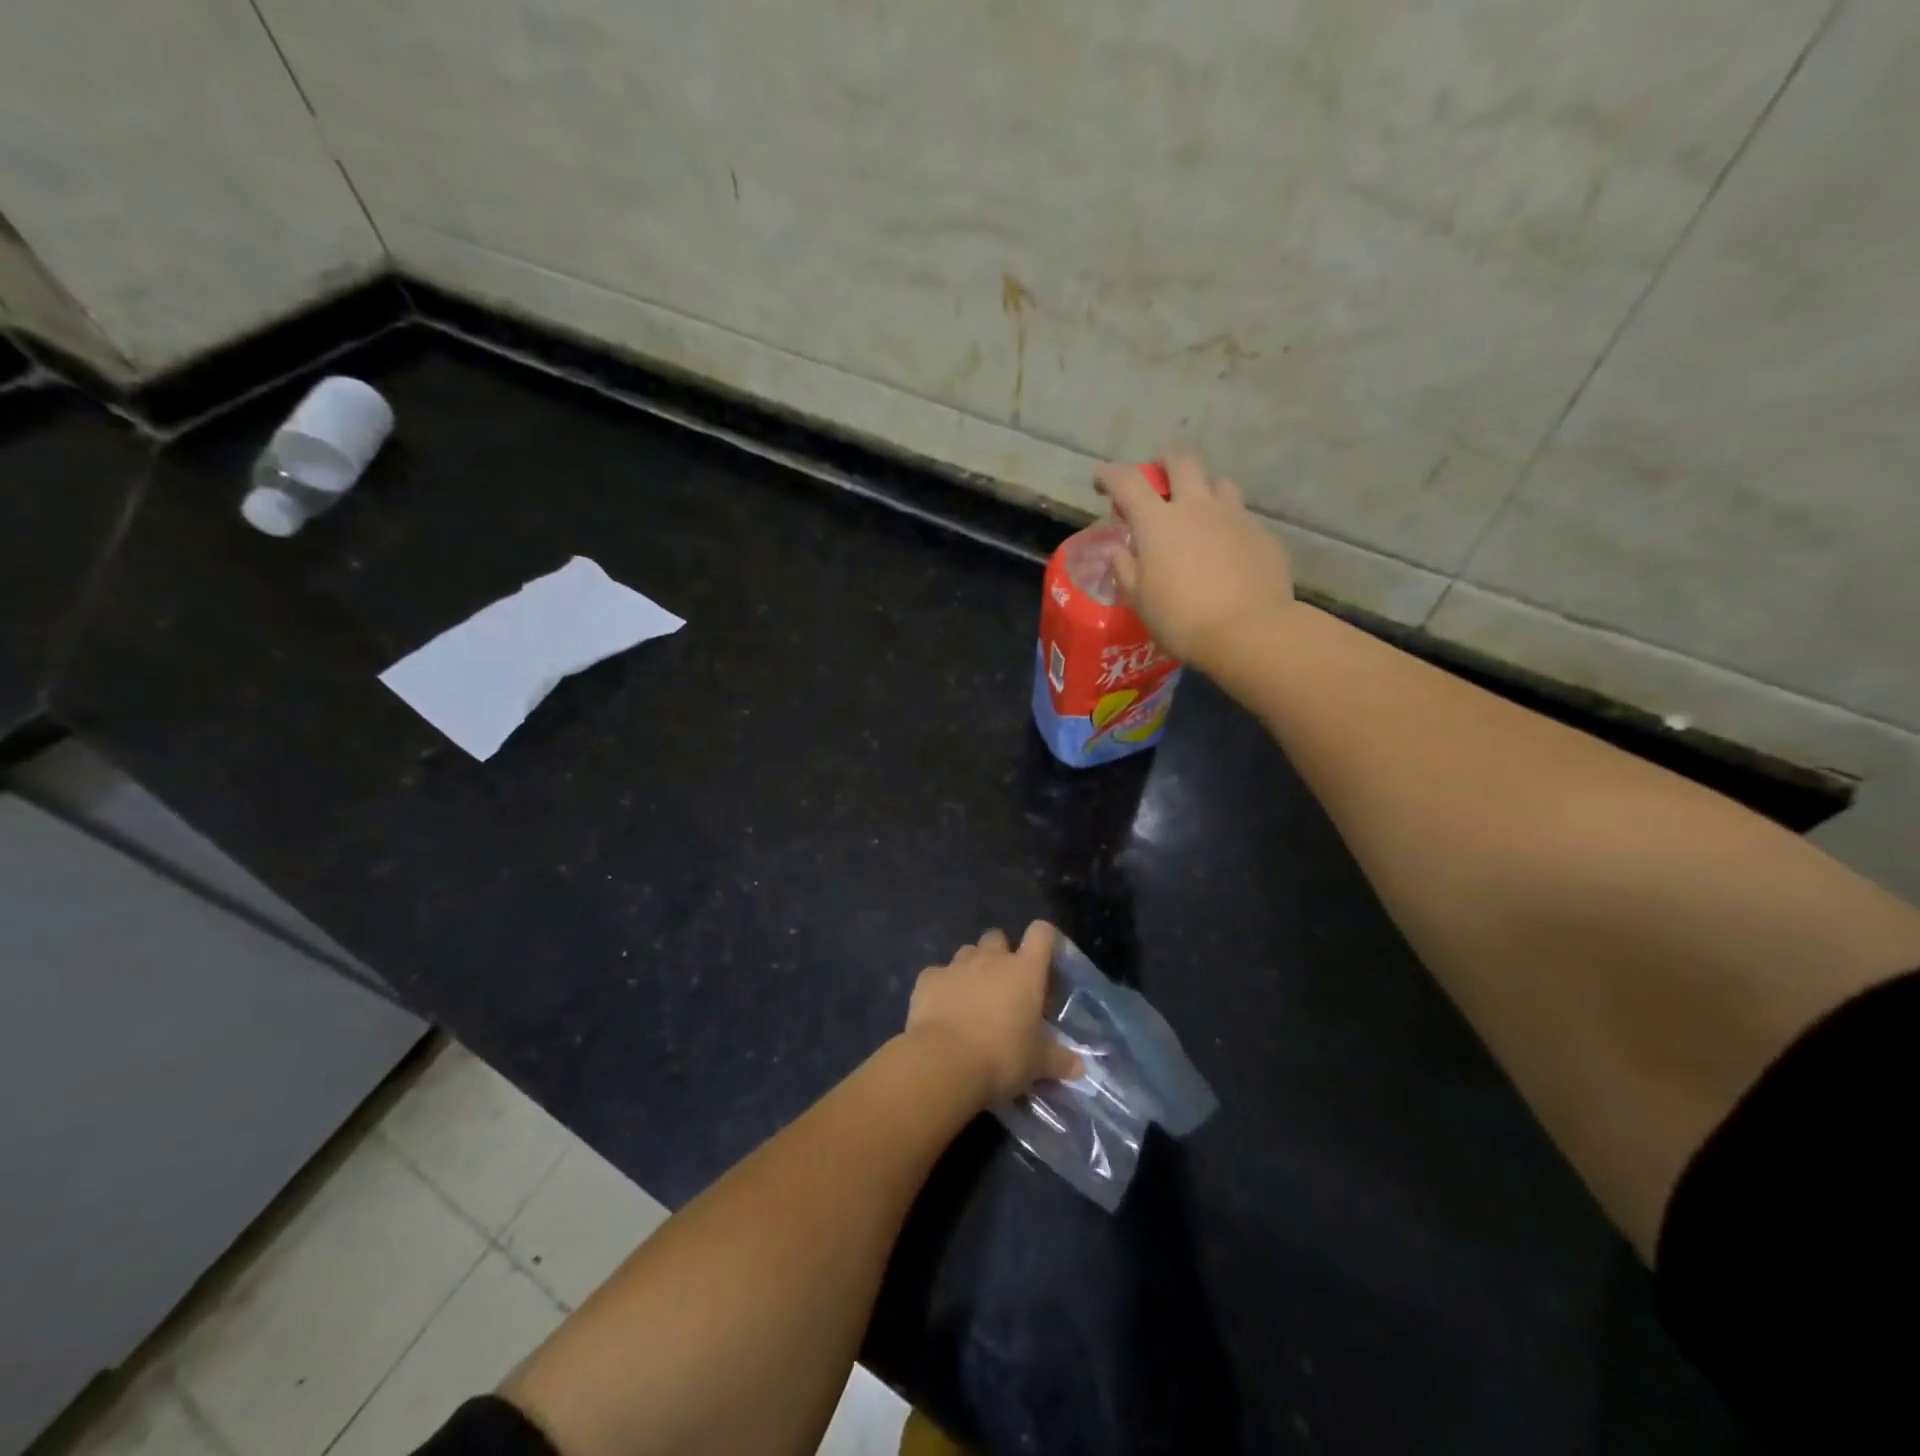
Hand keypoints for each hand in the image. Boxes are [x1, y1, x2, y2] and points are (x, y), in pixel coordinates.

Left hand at [905, 923, 1080, 1105]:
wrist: (945, 1062)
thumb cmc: (1002, 1057)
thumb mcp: (1038, 1063)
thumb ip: (1059, 1060)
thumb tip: (1079, 1068)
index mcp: (1025, 971)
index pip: (1041, 933)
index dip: (1044, 939)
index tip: (1044, 957)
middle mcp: (991, 958)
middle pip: (998, 936)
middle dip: (1000, 954)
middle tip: (1004, 985)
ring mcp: (957, 965)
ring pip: (967, 952)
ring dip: (972, 967)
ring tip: (972, 997)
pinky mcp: (927, 979)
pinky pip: (937, 974)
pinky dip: (941, 986)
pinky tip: (942, 1009)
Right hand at [1096, 453, 1295, 673]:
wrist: (1248, 632)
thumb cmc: (1181, 619)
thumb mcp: (1140, 599)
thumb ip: (1126, 568)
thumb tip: (1119, 551)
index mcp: (1157, 521)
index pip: (1126, 481)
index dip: (1109, 475)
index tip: (1101, 481)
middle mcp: (1197, 507)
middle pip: (1181, 462)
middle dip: (1165, 464)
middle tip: (1159, 481)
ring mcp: (1235, 516)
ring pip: (1219, 484)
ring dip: (1204, 492)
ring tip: (1199, 516)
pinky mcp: (1262, 534)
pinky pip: (1242, 517)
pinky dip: (1229, 525)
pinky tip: (1228, 552)